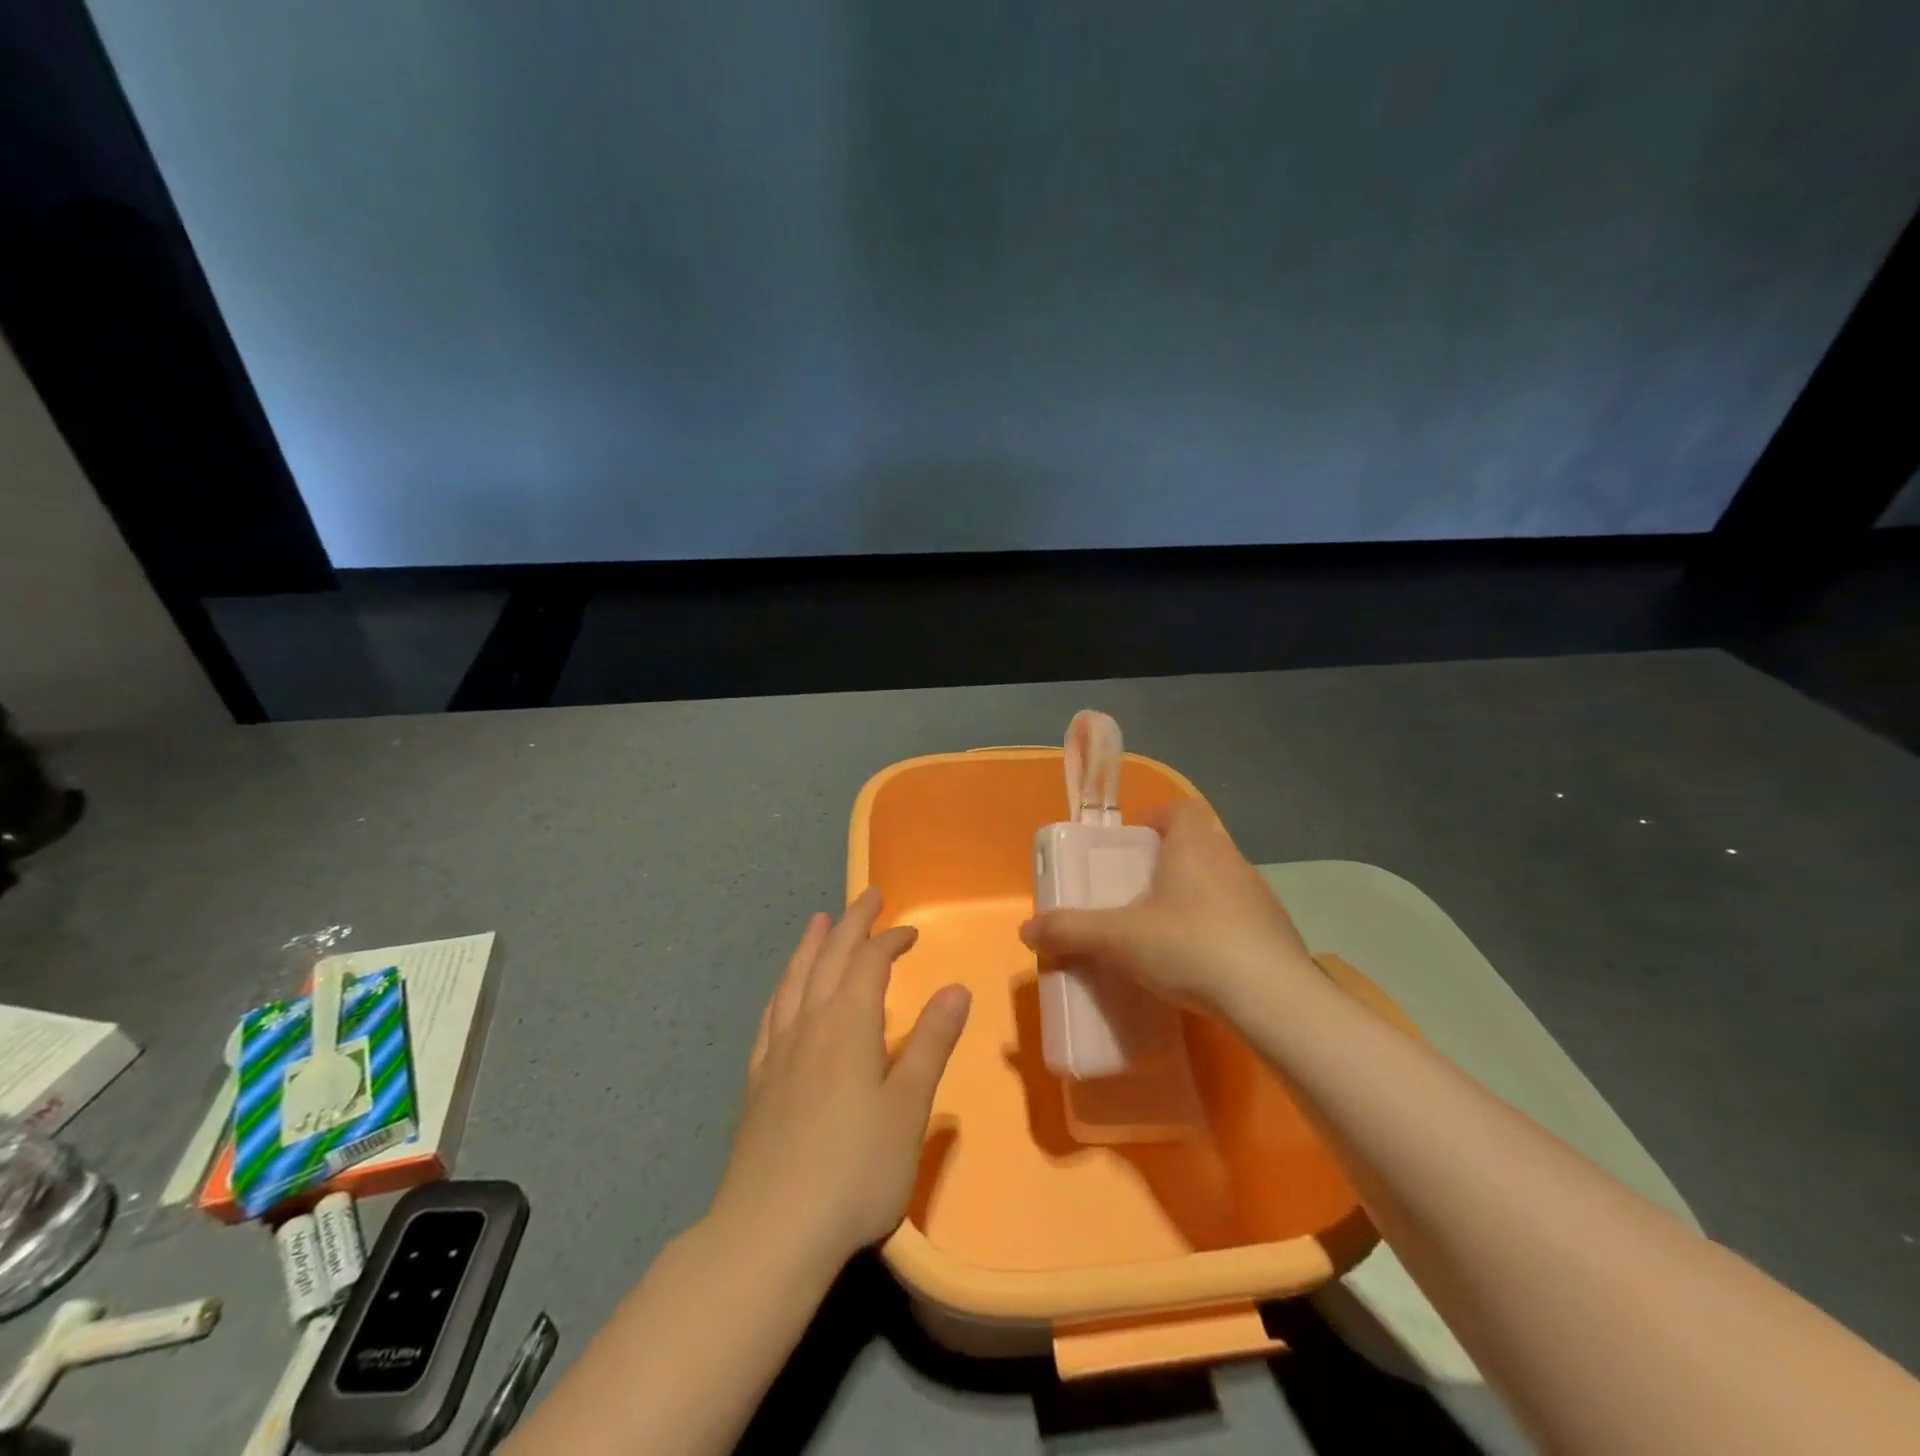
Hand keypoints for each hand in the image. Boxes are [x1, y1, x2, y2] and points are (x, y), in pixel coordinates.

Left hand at [713, 888, 970, 1272]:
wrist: (771, 1233)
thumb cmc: (855, 1171)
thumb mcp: (909, 1108)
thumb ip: (931, 1044)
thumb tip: (955, 988)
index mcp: (849, 1026)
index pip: (870, 964)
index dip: (891, 941)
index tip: (911, 932)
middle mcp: (810, 1025)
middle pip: (829, 959)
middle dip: (852, 924)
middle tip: (868, 896)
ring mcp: (778, 1053)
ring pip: (794, 980)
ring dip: (811, 946)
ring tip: (819, 921)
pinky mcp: (758, 1082)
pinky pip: (770, 1016)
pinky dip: (782, 989)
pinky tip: (783, 992)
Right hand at [1019, 800, 1318, 1020]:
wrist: (1273, 1000)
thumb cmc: (1190, 947)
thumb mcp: (1118, 939)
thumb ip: (1070, 930)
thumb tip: (1026, 929)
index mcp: (1194, 845)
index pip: (1178, 809)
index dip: (1153, 820)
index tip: (1130, 846)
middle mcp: (1231, 859)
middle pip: (1196, 845)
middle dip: (1166, 863)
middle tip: (1136, 893)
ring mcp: (1259, 895)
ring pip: (1219, 880)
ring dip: (1193, 896)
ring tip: (1165, 931)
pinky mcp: (1278, 931)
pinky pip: (1239, 915)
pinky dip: (1218, 927)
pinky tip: (1201, 962)